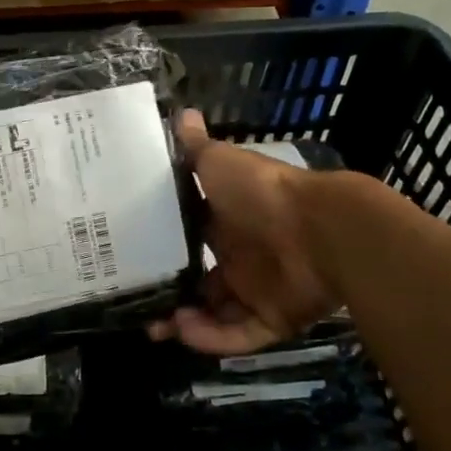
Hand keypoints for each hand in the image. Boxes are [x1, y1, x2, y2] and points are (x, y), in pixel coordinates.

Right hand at [150, 110, 344, 354]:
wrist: (319, 228)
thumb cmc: (261, 193)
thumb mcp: (219, 162)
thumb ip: (195, 147)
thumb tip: (179, 112)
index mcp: (227, 223)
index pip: (189, 242)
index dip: (162, 252)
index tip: (131, 262)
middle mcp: (241, 258)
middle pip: (200, 284)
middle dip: (170, 297)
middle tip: (139, 307)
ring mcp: (259, 291)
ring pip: (216, 315)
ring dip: (187, 323)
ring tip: (158, 326)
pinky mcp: (274, 319)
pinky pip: (239, 336)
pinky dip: (212, 339)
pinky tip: (185, 333)